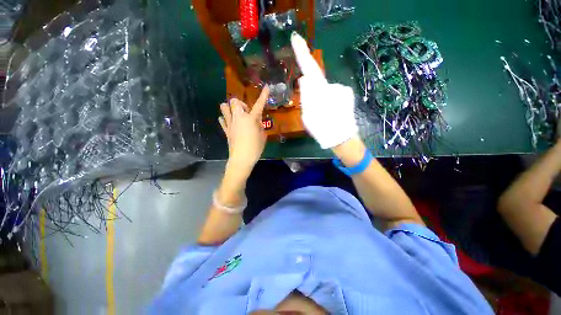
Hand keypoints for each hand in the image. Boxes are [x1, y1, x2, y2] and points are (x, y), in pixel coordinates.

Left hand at [219, 87, 268, 174]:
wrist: (242, 159)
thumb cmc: (255, 148)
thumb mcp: (263, 136)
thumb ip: (260, 126)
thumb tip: (257, 121)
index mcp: (251, 119)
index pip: (259, 105)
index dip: (263, 96)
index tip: (267, 87)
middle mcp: (239, 118)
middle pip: (235, 101)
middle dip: (241, 104)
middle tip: (247, 112)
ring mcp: (230, 124)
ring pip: (224, 107)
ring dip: (230, 108)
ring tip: (236, 115)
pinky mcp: (226, 130)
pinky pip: (222, 120)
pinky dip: (225, 118)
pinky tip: (229, 122)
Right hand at [290, 32, 357, 148]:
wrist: (343, 139)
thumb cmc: (324, 131)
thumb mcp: (308, 118)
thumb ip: (306, 97)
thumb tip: (305, 79)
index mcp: (322, 93)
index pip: (310, 69)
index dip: (302, 54)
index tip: (296, 38)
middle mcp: (334, 86)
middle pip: (315, 83)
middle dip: (311, 94)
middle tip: (315, 112)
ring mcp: (342, 89)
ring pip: (323, 90)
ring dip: (319, 99)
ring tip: (323, 115)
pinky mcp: (347, 94)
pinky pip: (331, 94)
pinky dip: (328, 101)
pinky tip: (330, 112)